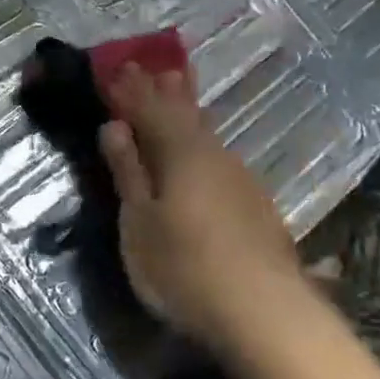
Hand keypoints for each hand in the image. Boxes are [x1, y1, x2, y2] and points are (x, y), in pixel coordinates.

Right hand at [98, 63, 303, 351]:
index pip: (149, 109)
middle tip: (151, 65)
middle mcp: (213, 155)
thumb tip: (114, 127)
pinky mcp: (255, 203)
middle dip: (163, 90)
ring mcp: (239, 178)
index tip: (117, 66)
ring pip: (206, 133)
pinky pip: (218, 155)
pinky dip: (202, 141)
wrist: (265, 313)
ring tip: (177, 89)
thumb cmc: (185, 268)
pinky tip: (204, 150)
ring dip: (187, 110)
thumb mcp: (139, 224)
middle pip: (184, 113)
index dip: (130, 90)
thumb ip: (129, 173)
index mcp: (180, 153)